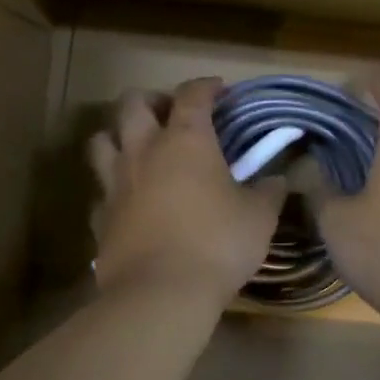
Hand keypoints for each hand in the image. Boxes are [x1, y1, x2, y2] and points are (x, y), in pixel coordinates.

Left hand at [88, 77, 286, 308]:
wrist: (161, 293)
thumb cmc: (217, 243)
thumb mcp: (258, 217)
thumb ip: (268, 192)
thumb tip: (279, 179)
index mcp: (185, 140)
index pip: (193, 94)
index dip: (206, 86)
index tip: (220, 90)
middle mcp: (144, 151)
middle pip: (132, 104)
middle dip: (152, 99)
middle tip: (171, 113)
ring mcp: (116, 183)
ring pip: (101, 140)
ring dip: (119, 135)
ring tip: (139, 148)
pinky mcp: (101, 218)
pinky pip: (101, 191)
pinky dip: (113, 188)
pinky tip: (129, 200)